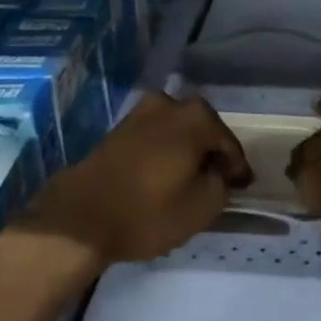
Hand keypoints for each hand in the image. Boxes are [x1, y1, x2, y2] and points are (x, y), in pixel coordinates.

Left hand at [20, 93, 251, 266]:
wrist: (79, 217)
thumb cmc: (147, 211)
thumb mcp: (202, 207)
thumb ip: (222, 185)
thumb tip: (219, 173)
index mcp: (196, 116)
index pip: (229, 143)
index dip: (237, 168)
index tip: (241, 188)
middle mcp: (170, 103)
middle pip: (202, 131)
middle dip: (211, 155)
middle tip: (217, 183)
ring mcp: (140, 113)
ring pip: (176, 132)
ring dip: (185, 153)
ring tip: (188, 182)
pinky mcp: (118, 129)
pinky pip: (154, 138)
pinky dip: (164, 154)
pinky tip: (163, 177)